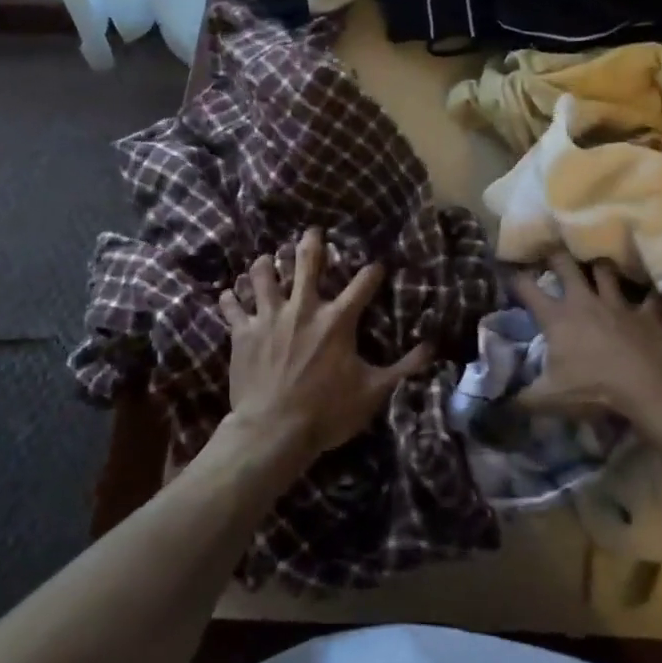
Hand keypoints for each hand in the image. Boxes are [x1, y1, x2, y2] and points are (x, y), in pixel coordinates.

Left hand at [219, 227, 433, 465]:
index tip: (377, 265)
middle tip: (312, 231)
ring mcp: (269, 317)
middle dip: (311, 243)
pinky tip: (229, 294)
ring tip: (266, 258)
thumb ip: (403, 368)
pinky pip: (232, 306)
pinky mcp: (243, 332)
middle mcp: (303, 308)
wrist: (273, 431)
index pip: (362, 284)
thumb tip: (432, 347)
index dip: (373, 270)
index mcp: (337, 320)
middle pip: (306, 263)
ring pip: (263, 275)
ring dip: (265, 264)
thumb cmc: (326, 412)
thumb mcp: (373, 392)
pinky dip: (231, 298)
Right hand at [510, 252, 661, 429]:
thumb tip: (498, 403)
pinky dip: (647, 296)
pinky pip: (648, 298)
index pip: (527, 287)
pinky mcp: (646, 313)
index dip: (514, 275)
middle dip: (555, 256)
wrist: (648, 386)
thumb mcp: (549, 399)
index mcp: (556, 317)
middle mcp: (584, 301)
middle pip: (565, 265)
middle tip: (551, 252)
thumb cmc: (593, 388)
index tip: (507, 267)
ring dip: (599, 268)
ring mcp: (618, 303)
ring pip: (605, 271)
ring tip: (596, 266)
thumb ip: (522, 399)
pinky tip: (648, 296)